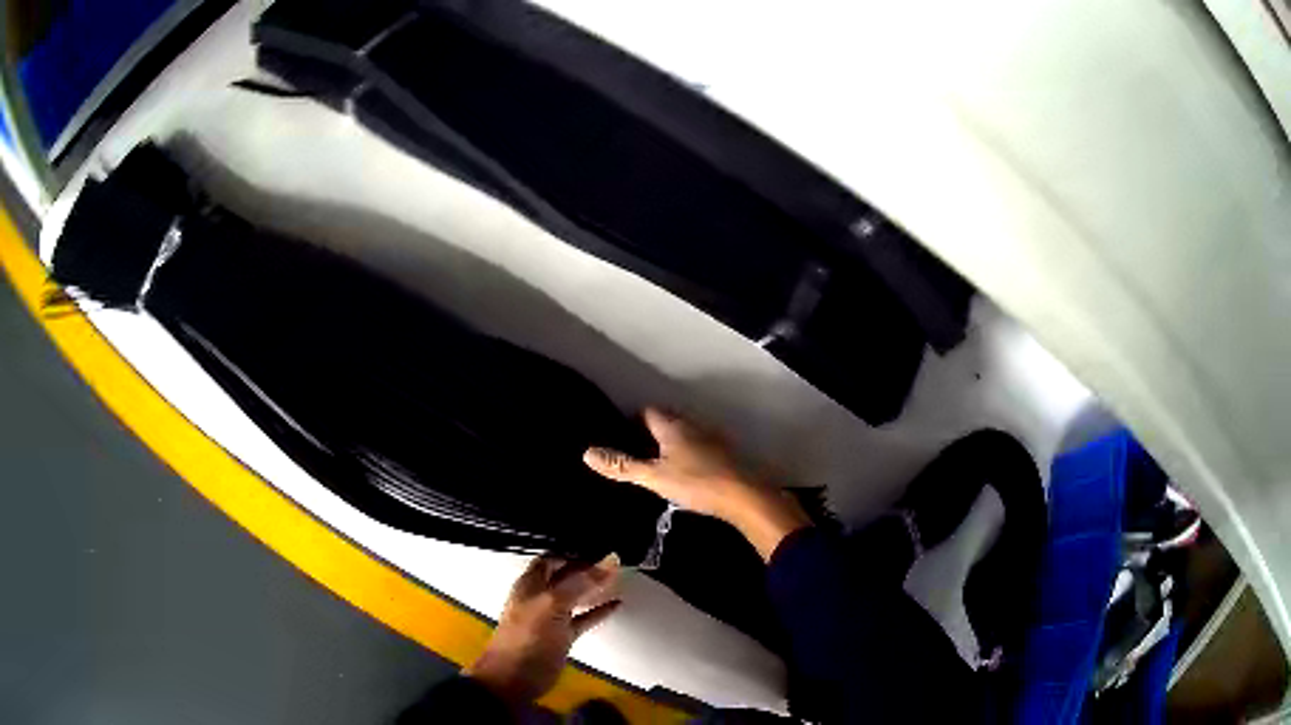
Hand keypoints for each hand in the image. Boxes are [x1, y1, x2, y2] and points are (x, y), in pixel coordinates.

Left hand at [466, 554, 620, 703]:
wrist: (515, 677)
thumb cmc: (527, 636)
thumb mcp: (553, 604)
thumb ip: (581, 582)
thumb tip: (610, 559)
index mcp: (530, 584)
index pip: (553, 557)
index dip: (574, 550)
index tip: (600, 544)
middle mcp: (540, 596)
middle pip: (565, 575)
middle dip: (586, 566)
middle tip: (614, 559)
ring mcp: (551, 617)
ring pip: (575, 596)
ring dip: (593, 587)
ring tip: (618, 576)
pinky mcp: (562, 636)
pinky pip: (583, 618)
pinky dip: (599, 611)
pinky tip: (616, 604)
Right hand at [584, 408, 810, 559]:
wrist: (745, 495)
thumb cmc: (696, 483)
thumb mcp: (654, 477)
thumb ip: (622, 466)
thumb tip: (587, 452)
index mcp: (672, 425)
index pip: (647, 411)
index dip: (632, 420)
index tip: (621, 435)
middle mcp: (692, 424)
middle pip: (667, 420)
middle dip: (651, 431)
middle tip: (636, 450)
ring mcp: (712, 437)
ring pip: (685, 432)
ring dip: (672, 442)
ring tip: (658, 462)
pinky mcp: (725, 452)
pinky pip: (699, 446)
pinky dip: (689, 453)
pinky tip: (686, 472)